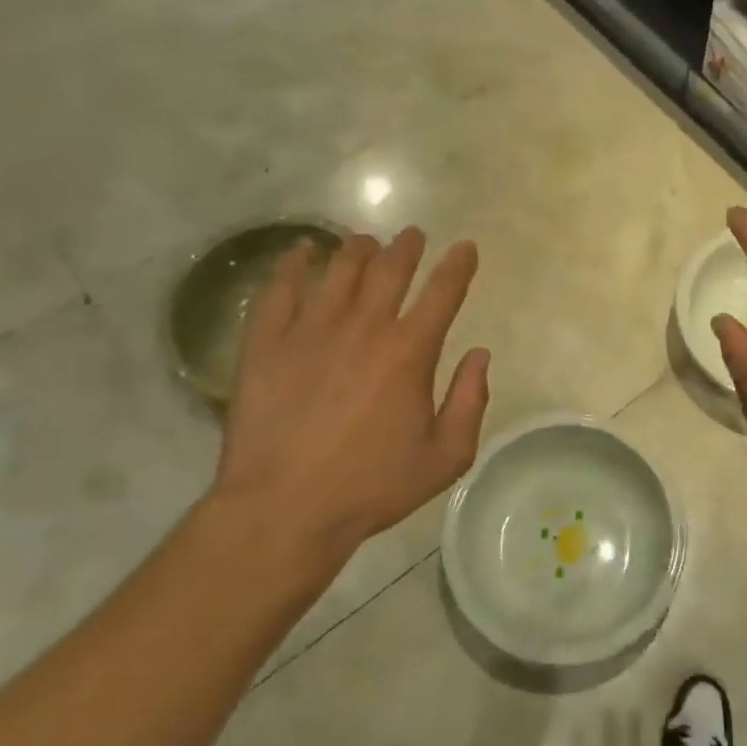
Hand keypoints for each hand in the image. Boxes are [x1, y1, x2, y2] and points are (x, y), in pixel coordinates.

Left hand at [211, 228, 490, 568]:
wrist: (284, 509)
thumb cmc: (371, 487)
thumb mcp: (445, 457)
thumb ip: (470, 401)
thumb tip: (479, 355)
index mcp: (409, 352)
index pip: (443, 292)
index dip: (458, 265)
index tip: (465, 248)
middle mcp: (364, 327)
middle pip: (390, 268)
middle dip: (407, 247)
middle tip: (412, 236)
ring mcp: (311, 330)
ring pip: (338, 269)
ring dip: (357, 249)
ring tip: (364, 242)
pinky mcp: (266, 343)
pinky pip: (279, 289)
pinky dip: (293, 265)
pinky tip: (300, 253)